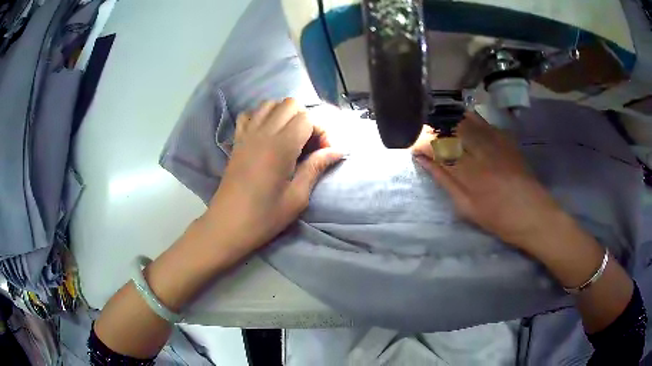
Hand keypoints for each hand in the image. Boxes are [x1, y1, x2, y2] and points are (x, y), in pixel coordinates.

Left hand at [205, 98, 342, 252]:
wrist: (227, 226)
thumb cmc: (264, 217)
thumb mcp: (297, 198)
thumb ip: (316, 168)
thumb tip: (337, 150)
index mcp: (280, 147)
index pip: (307, 118)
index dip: (322, 131)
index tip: (325, 152)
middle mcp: (262, 133)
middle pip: (290, 104)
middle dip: (306, 118)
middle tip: (309, 143)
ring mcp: (246, 135)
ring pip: (270, 104)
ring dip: (285, 114)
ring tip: (291, 137)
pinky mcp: (237, 141)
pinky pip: (249, 115)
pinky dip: (262, 117)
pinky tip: (267, 135)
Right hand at [412, 113, 563, 249]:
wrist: (534, 214)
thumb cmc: (499, 219)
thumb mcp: (467, 207)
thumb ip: (445, 181)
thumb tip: (425, 161)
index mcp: (469, 171)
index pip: (438, 147)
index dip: (423, 143)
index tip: (414, 145)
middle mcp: (481, 150)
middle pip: (451, 128)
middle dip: (434, 127)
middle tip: (424, 131)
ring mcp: (496, 141)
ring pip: (466, 120)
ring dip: (449, 120)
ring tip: (439, 125)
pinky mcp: (506, 139)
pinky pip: (483, 122)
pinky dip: (469, 120)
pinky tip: (463, 123)